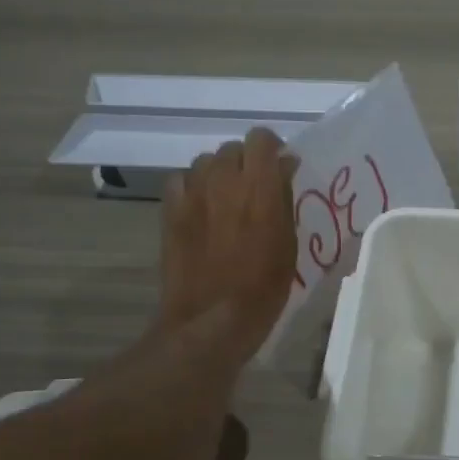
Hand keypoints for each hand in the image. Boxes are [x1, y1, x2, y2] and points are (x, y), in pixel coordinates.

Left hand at [157, 127, 300, 368]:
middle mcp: (223, 181)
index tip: (281, 164)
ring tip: (227, 197)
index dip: (272, 147)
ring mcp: (192, 195)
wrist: (211, 320)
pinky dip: (194, 186)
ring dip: (220, 172)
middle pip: (233, 148)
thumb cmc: (262, 289)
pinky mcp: (170, 211)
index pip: (261, 139)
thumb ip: (284, 200)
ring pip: (205, 161)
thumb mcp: (288, 244)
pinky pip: (181, 181)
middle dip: (247, 161)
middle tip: (256, 187)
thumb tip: (283, 169)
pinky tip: (202, 207)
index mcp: (259, 188)